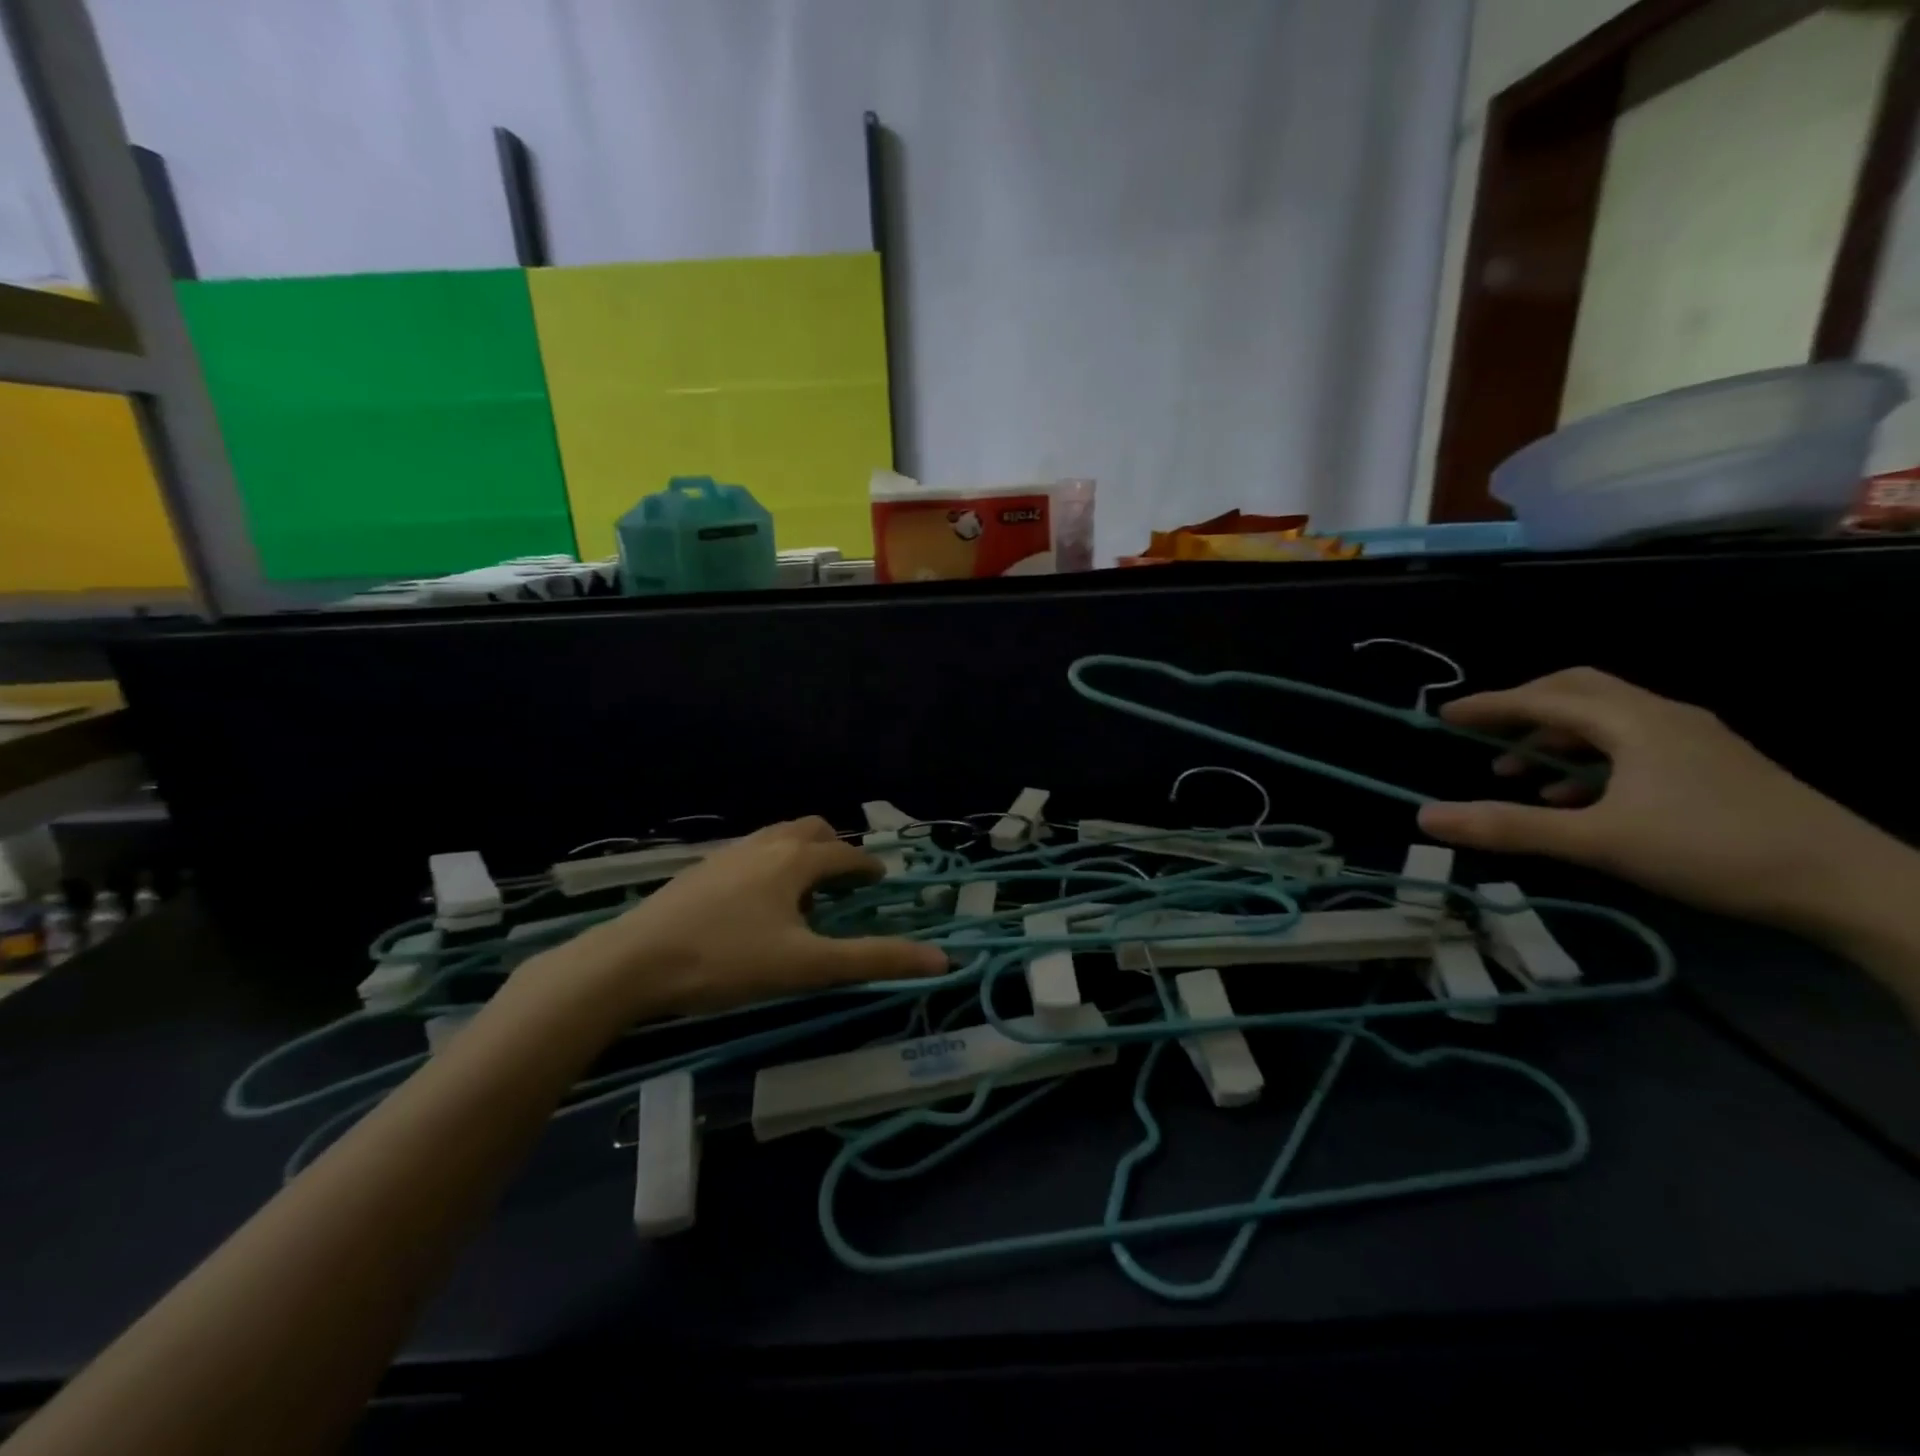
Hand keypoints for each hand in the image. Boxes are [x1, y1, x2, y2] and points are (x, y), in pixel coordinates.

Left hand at [534, 817, 947, 1022]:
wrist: (631, 963)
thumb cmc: (727, 961)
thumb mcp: (808, 966)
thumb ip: (874, 960)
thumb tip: (942, 960)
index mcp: (796, 859)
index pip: (846, 853)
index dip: (869, 867)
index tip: (881, 881)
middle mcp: (764, 845)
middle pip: (811, 829)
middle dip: (835, 848)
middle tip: (846, 880)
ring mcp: (727, 854)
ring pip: (776, 838)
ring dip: (800, 854)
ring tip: (804, 892)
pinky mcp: (699, 871)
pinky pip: (749, 854)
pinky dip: (770, 865)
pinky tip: (756, 902)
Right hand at [1415, 667, 1911, 937]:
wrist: (1850, 885)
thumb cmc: (1713, 851)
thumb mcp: (1598, 841)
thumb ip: (1509, 827)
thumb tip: (1426, 817)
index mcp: (1634, 722)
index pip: (1543, 697)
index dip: (1489, 705)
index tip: (1444, 716)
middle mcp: (1663, 717)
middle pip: (1578, 691)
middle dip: (1523, 708)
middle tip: (1482, 732)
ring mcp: (1694, 740)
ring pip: (1606, 719)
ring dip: (1553, 738)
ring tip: (1518, 774)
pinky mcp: (1712, 766)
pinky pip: (1632, 744)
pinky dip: (1589, 760)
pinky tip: (1576, 798)